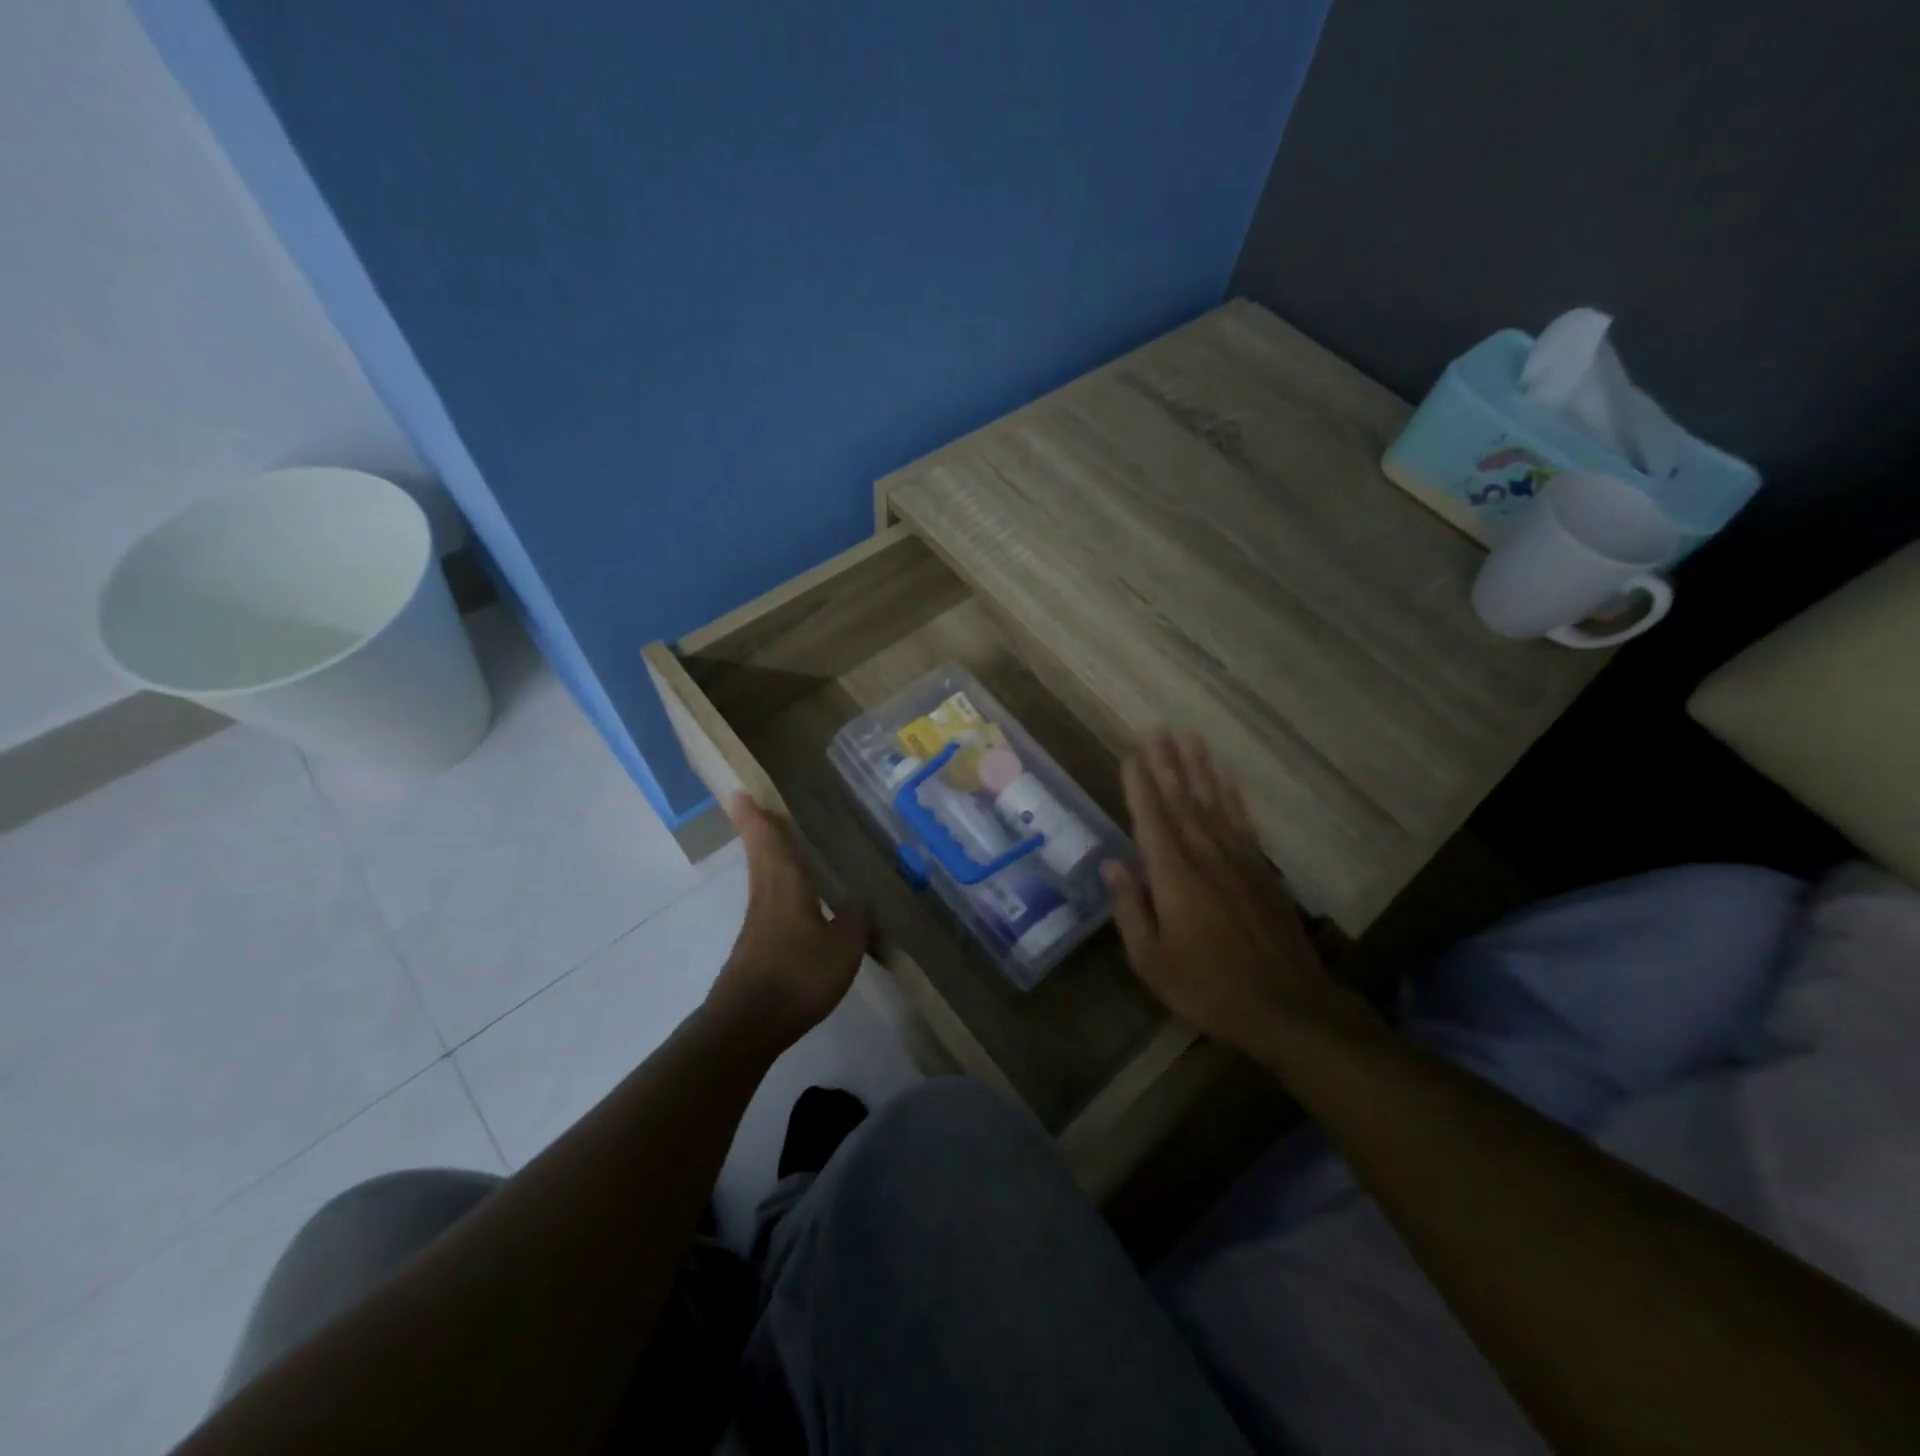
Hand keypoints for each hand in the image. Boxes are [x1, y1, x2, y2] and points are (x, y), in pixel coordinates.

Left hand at [706, 794, 869, 1050]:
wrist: (748, 1026)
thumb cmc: (797, 976)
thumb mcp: (843, 946)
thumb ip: (856, 918)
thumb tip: (861, 897)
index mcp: (785, 887)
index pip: (769, 842)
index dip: (755, 817)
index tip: (738, 793)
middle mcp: (766, 898)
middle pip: (761, 856)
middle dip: (757, 831)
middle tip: (754, 808)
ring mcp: (757, 925)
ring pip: (763, 880)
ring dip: (767, 858)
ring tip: (780, 847)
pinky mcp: (756, 949)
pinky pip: (769, 905)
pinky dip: (778, 890)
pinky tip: (796, 903)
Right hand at [1104, 733, 1362, 1054]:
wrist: (1285, 1006)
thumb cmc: (1206, 986)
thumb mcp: (1151, 959)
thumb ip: (1129, 907)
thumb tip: (1112, 863)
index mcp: (1173, 875)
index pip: (1151, 818)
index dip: (1139, 784)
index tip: (1131, 753)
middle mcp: (1205, 856)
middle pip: (1182, 800)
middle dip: (1167, 763)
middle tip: (1157, 729)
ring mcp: (1238, 860)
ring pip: (1214, 803)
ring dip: (1200, 769)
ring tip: (1190, 738)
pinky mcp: (1262, 871)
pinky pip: (1243, 823)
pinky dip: (1233, 798)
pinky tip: (1227, 781)